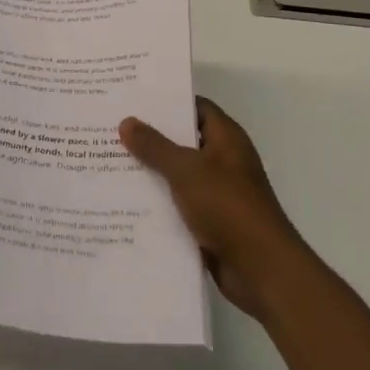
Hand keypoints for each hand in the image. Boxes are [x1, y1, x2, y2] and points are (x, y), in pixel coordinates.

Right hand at [120, 98, 305, 321]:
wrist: (261, 270)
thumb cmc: (228, 207)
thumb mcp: (186, 170)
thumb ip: (155, 146)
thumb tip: (126, 121)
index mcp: (226, 139)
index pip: (195, 107)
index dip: (167, 101)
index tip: (133, 99)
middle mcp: (223, 161)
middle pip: (183, 140)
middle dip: (150, 137)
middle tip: (111, 128)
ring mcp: (217, 193)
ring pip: (177, 175)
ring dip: (150, 171)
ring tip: (108, 161)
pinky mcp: (209, 223)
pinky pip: (177, 205)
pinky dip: (157, 202)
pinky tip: (124, 201)